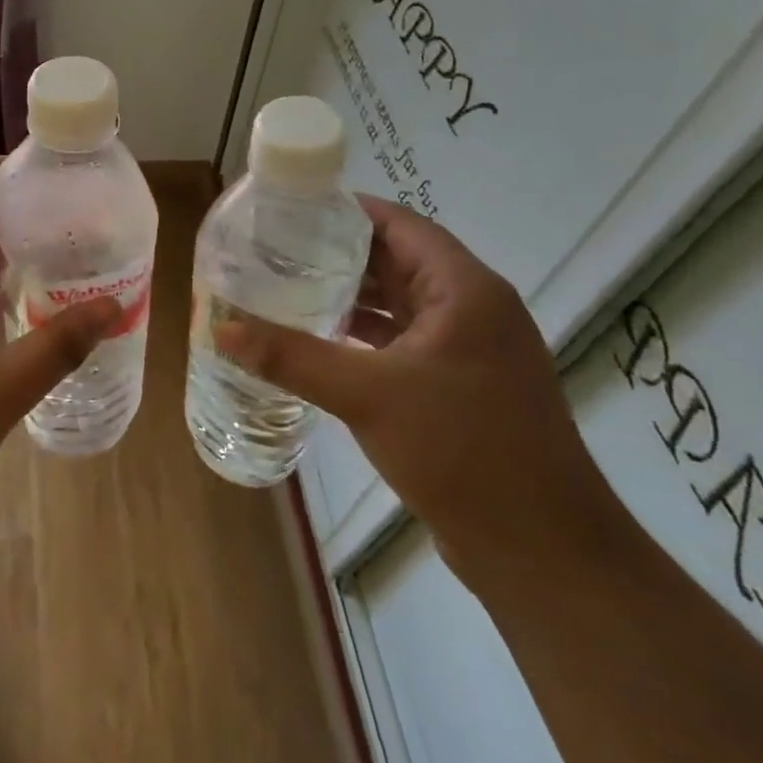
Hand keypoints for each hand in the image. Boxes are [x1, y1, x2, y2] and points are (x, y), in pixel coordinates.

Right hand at [217, 196, 616, 589]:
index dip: (344, 211)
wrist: (542, 551)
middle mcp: (471, 309)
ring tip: (285, 288)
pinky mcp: (460, 386)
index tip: (288, 210)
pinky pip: (403, 342)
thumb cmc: (462, 451)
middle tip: (273, 250)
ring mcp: (469, 350)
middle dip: (336, 254)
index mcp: (463, 290)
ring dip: (349, 297)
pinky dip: (363, 336)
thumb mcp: (367, 396)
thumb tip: (221, 329)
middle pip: (396, 260)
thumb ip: (291, 358)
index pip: (398, 224)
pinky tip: (319, 342)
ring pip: (399, 304)